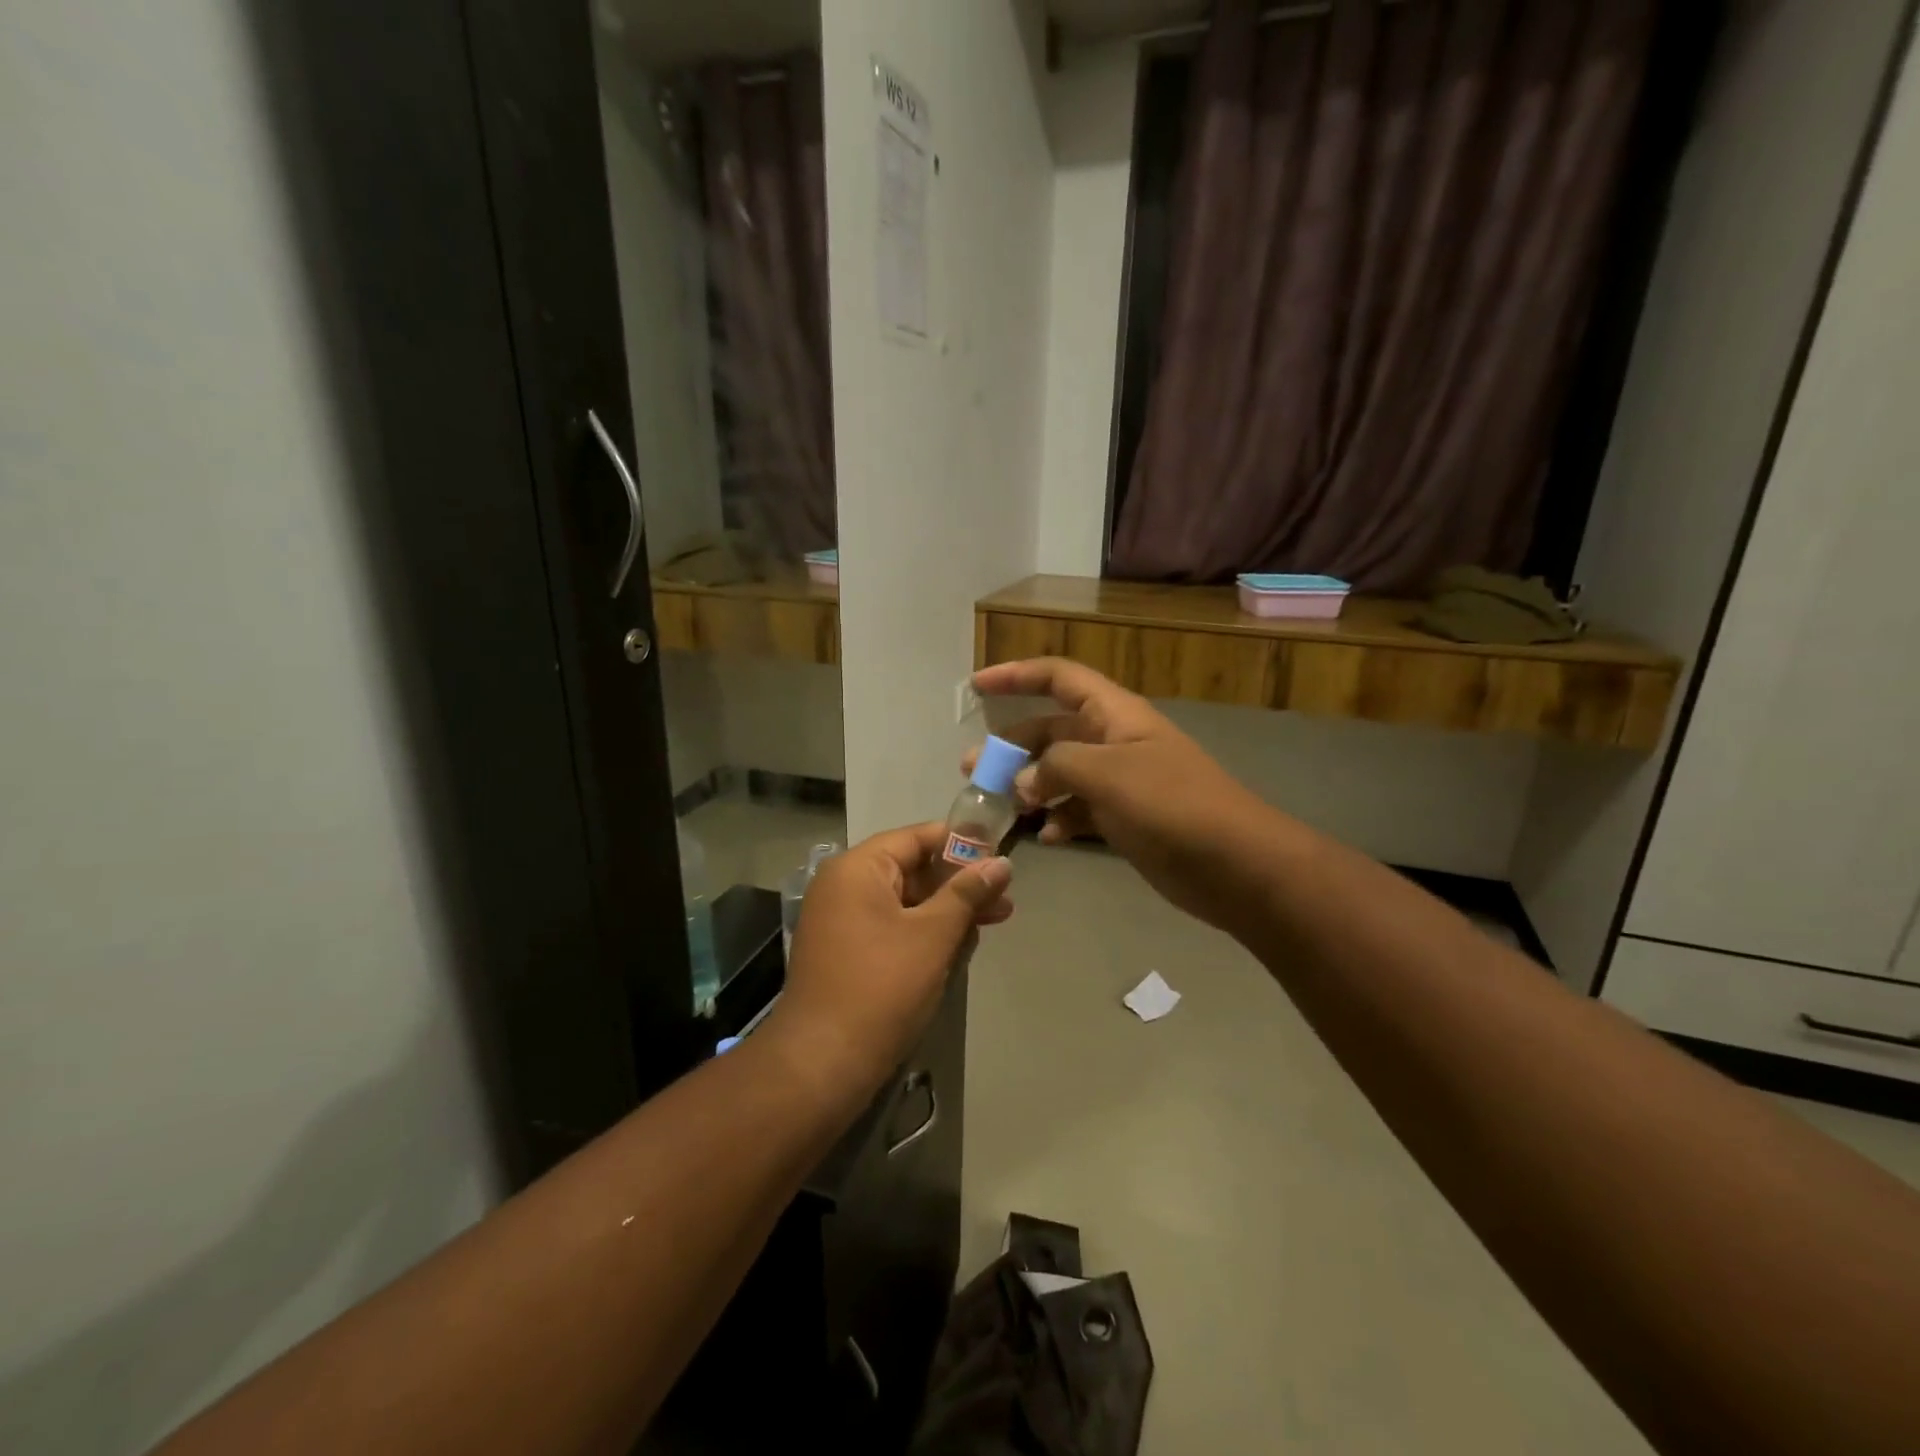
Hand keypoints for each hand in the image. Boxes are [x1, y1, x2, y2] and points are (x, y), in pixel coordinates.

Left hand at [764, 823, 1011, 1102]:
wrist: (822, 1063)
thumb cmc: (882, 987)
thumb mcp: (933, 935)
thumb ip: (967, 893)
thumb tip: (1001, 862)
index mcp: (858, 869)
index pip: (916, 838)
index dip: (960, 844)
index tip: (1000, 856)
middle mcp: (844, 886)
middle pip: (912, 870)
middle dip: (959, 886)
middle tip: (1005, 902)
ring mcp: (841, 921)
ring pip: (905, 903)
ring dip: (946, 913)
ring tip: (988, 927)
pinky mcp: (846, 953)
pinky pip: (891, 928)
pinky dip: (923, 934)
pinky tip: (957, 949)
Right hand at [966, 657, 1278, 933]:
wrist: (1236, 864)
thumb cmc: (1171, 805)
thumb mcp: (1107, 774)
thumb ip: (1055, 767)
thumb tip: (1022, 782)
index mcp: (1114, 714)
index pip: (1059, 678)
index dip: (1016, 675)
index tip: (977, 686)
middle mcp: (1114, 741)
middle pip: (1052, 731)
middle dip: (1012, 746)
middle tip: (974, 769)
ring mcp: (1121, 782)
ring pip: (1061, 773)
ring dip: (1030, 786)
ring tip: (1000, 808)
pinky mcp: (1125, 818)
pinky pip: (1080, 809)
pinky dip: (1059, 819)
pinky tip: (1046, 837)